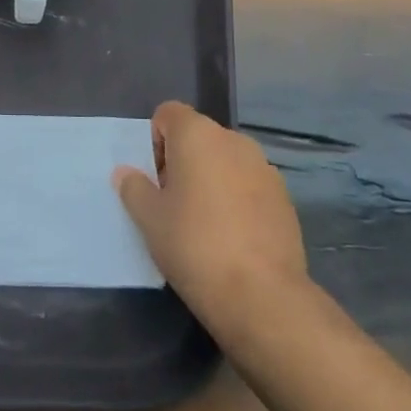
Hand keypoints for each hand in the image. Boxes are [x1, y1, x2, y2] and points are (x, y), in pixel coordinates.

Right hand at [116, 101, 309, 343]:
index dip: (155, 141)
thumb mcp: (150, 219)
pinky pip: (250, 186)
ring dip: (212, 180)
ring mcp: (264, 168)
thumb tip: (125, 173)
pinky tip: (233, 239)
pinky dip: (237, 200)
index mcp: (197, 135)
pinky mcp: (285, 198)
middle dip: (183, 162)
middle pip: (198, 137)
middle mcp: (234, 140)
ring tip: (204, 225)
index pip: (168, 114)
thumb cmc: (194, 246)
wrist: (263, 296)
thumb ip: (134, 188)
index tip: (155, 180)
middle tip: (173, 205)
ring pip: (226, 162)